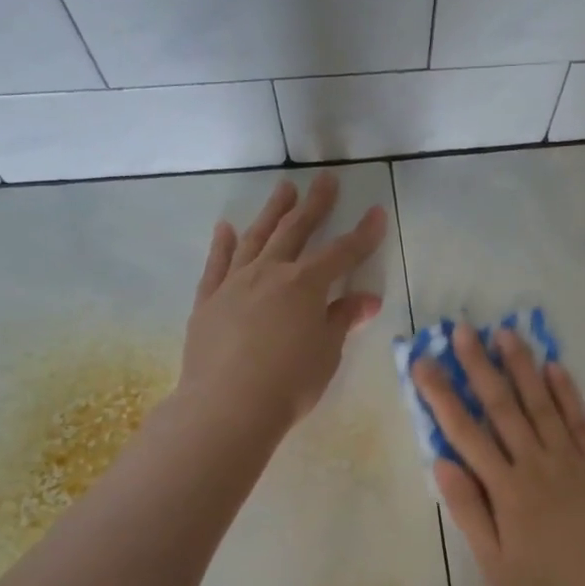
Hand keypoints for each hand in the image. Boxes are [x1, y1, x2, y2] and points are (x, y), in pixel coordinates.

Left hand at [179, 173, 385, 432]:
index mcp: (305, 285)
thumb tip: (367, 299)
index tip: (376, 212)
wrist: (227, 406)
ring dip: (273, 211)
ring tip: (284, 189)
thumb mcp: (327, 352)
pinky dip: (224, 244)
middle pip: (296, 231)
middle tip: (326, 179)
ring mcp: (235, 283)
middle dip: (315, 205)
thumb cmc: (289, 382)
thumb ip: (343, 319)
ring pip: (257, 238)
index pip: (342, 253)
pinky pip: (217, 264)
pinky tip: (227, 228)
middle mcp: (270, 273)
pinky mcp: (208, 300)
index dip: (362, 234)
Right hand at [413, 323, 584, 585]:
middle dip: (479, 365)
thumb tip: (442, 460)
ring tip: (504, 333)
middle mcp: (539, 466)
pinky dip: (567, 392)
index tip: (423, 362)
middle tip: (461, 329)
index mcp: (508, 492)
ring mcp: (576, 463)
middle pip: (503, 406)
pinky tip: (555, 367)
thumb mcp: (496, 568)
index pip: (466, 432)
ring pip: (543, 403)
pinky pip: (582, 421)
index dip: (441, 394)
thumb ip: (469, 511)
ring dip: (522, 366)